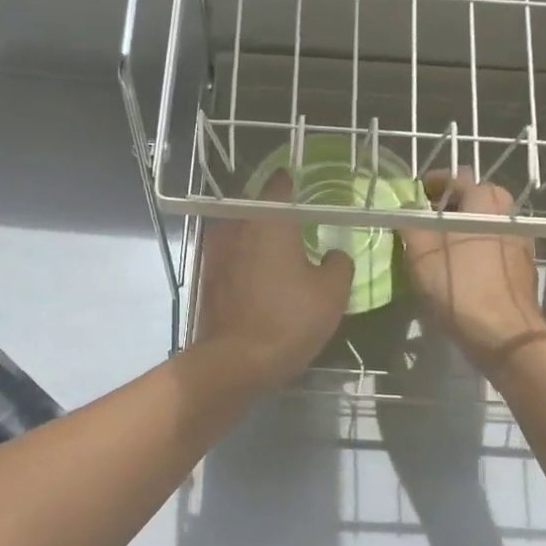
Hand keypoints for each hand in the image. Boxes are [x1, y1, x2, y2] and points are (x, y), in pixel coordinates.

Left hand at [192, 172, 352, 390]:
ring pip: (240, 233)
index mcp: (268, 222)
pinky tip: (260, 276)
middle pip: (256, 209)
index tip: (303, 186)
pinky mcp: (206, 279)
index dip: (292, 183)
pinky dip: (244, 260)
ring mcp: (215, 253)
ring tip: (279, 251)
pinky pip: (230, 257)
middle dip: (274, 213)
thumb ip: (339, 264)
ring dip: (257, 238)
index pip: (279, 186)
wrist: (235, 362)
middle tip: (297, 223)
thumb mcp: (332, 293)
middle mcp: (236, 228)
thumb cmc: (289, 320)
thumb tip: (334, 254)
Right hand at [400, 172, 545, 373]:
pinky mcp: (523, 266)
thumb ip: (411, 223)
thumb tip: (407, 207)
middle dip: (451, 204)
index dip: (433, 183)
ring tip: (441, 245)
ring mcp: (520, 240)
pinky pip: (495, 245)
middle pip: (476, 198)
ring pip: (486, 222)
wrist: (504, 332)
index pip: (456, 177)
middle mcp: (507, 213)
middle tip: (428, 219)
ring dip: (464, 226)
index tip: (416, 194)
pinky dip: (477, 246)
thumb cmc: (459, 285)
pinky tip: (462, 267)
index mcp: (484, 201)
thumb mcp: (421, 252)